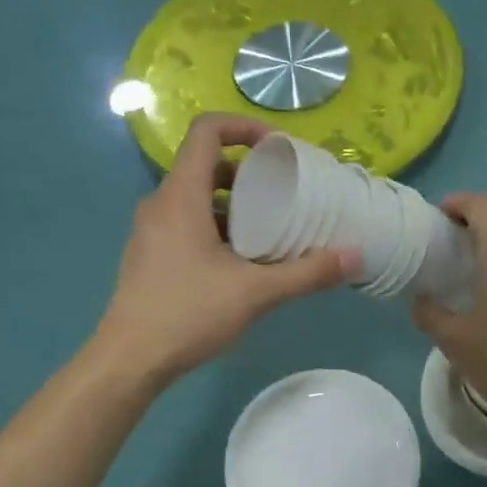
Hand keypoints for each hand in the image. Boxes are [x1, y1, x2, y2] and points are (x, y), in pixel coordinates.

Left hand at [95, 115, 357, 385]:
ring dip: (234, 204)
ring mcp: (151, 230)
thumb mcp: (256, 293)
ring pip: (197, 198)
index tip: (279, 150)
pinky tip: (241, 262)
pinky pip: (186, 223)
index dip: (244, 127)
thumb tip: (356, 256)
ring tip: (270, 229)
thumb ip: (307, 273)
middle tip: (284, 193)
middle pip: (205, 165)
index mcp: (181, 196)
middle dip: (248, 172)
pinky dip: (217, 227)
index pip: (207, 131)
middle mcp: (161, 203)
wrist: (131, 359)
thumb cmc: (189, 314)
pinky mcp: (150, 255)